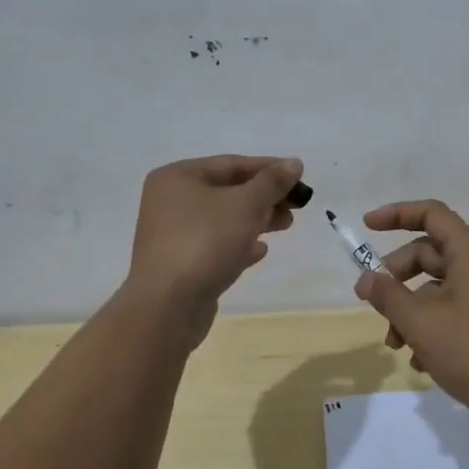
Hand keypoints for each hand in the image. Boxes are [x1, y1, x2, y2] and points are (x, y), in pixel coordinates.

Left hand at [124, 154, 303, 342]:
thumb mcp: (246, 204)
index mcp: (178, 177)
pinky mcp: (180, 264)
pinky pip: (215, 245)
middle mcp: (170, 201)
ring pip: (223, 219)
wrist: (168, 305)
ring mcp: (173, 234)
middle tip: (296, 205)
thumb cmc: (206, 241)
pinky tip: (260, 251)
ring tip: (285, 224)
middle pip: (227, 191)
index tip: (300, 176)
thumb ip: (272, 182)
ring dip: (257, 219)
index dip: (269, 168)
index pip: (231, 164)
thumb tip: (294, 163)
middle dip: (264, 196)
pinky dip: (239, 244)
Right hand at [351, 199, 468, 423]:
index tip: (367, 226)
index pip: (431, 214)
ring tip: (395, 345)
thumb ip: (388, 296)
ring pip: (434, 287)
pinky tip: (419, 362)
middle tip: (373, 302)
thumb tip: (366, 279)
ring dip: (408, 310)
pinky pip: (449, 311)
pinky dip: (428, 328)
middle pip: (428, 253)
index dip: (397, 214)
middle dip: (396, 276)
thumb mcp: (421, 322)